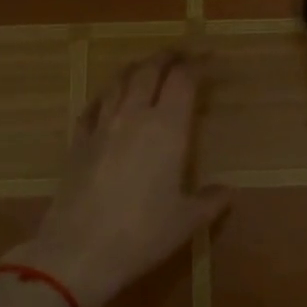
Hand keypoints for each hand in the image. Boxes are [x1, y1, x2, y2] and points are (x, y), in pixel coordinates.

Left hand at [7, 49, 229, 306]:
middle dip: (168, 57)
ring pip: (119, 81)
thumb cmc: (142, 234)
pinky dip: (108, 95)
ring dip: (137, 69)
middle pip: (150, 70)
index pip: (183, 79)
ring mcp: (101, 126)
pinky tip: (110, 101)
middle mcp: (134, 116)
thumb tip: (227, 192)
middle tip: (182, 55)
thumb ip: (210, 201)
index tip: (211, 60)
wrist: (78, 251)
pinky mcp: (78, 142)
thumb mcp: (186, 221)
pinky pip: (94, 106)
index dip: (198, 64)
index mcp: (167, 128)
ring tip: (148, 69)